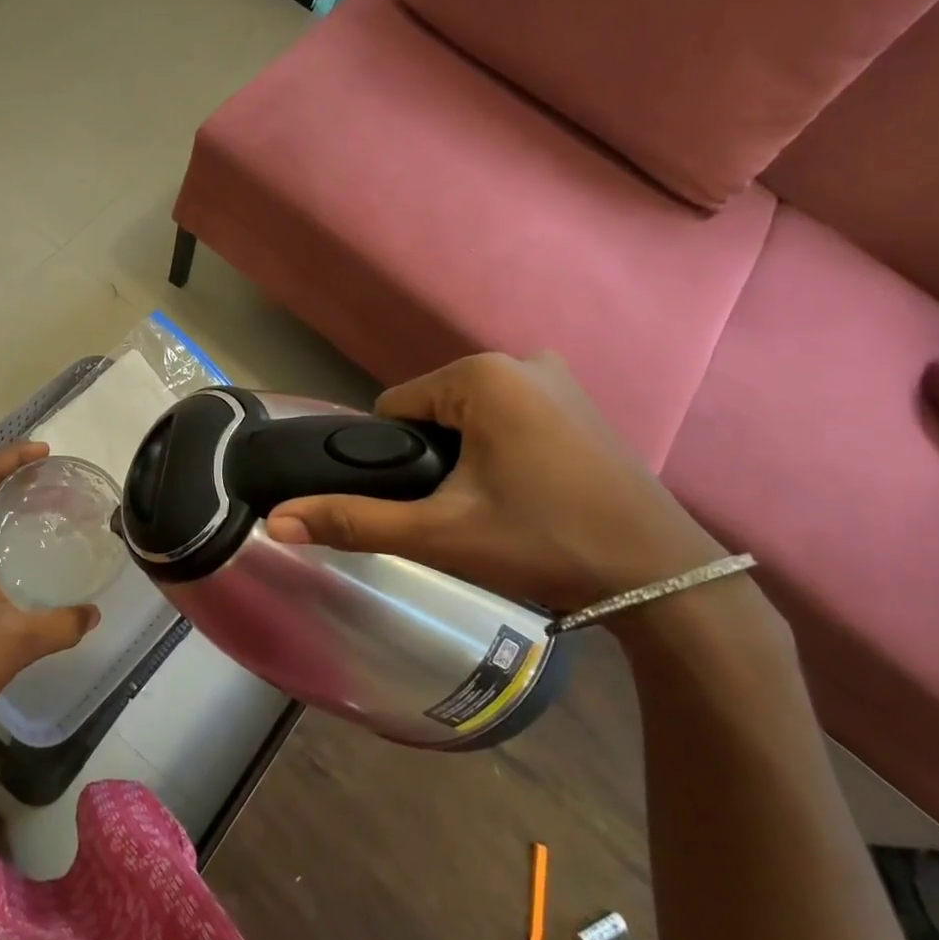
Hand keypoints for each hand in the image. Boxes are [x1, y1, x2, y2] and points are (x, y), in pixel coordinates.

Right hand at [266, 353, 727, 613]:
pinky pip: (509, 416)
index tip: (426, 504)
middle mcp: (520, 360)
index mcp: (481, 374)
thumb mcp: (440, 534)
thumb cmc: (544, 544)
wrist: (664, 580)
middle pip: (432, 410)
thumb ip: (353, 522)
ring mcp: (558, 378)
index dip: (394, 461)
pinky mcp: (582, 402)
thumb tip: (274, 521)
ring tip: (494, 507)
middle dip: (432, 458)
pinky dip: (501, 448)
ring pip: (469, 415)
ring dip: (465, 455)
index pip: (393, 410)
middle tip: (462, 512)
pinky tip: (527, 493)